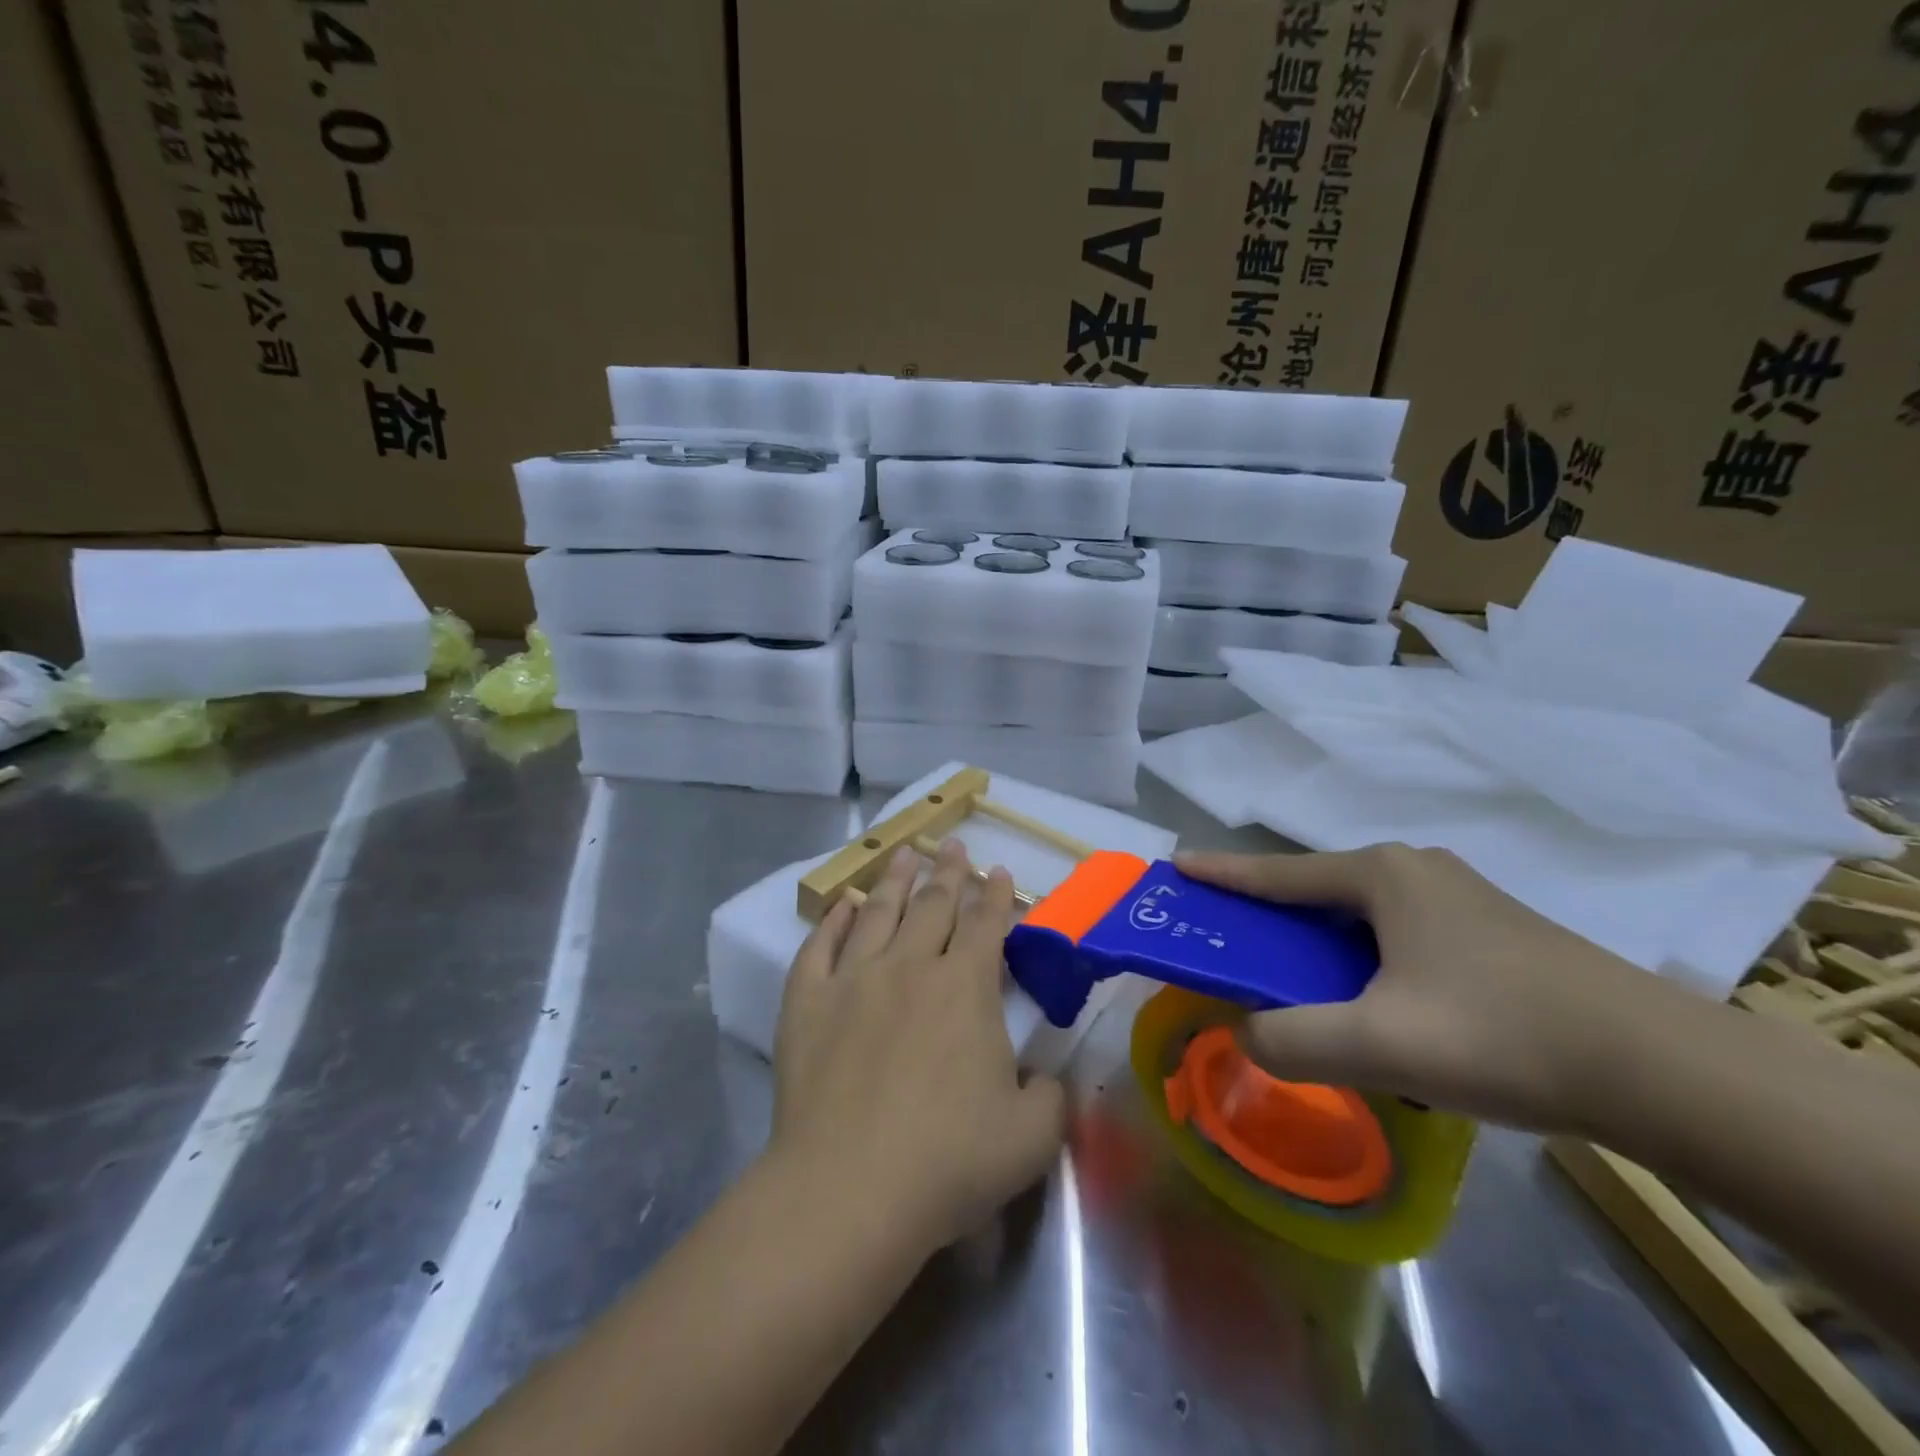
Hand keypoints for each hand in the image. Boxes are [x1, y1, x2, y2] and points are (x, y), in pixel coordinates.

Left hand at [769, 841, 1066, 1253]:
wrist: (850, 1188)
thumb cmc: (949, 1161)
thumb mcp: (1031, 1137)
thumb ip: (1049, 1097)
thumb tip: (1042, 1078)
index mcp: (965, 988)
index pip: (986, 926)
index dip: (995, 896)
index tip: (998, 871)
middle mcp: (910, 966)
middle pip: (933, 905)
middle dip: (948, 873)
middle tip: (953, 845)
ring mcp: (853, 979)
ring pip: (878, 912)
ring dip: (895, 880)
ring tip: (903, 854)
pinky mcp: (807, 1002)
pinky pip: (820, 947)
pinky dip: (833, 921)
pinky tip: (842, 905)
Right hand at [1173, 844, 1667, 1130]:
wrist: (1663, 1069)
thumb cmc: (1502, 1034)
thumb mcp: (1379, 1045)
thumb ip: (1291, 1042)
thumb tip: (1246, 1036)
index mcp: (1381, 875)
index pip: (1278, 873)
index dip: (1222, 874)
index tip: (1177, 867)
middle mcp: (1416, 871)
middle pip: (1320, 893)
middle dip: (1274, 918)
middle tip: (1238, 947)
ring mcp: (1461, 898)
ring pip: (1364, 919)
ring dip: (1325, 947)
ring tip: (1305, 989)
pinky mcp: (1494, 933)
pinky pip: (1401, 937)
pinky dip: (1368, 962)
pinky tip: (1380, 1007)